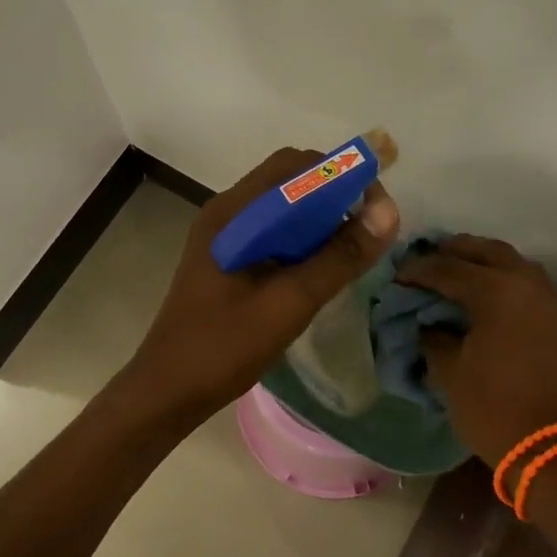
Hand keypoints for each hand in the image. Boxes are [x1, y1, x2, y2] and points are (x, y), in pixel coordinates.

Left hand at [126, 148, 400, 421]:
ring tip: (351, 249)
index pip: (294, 165)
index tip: (377, 205)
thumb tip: (388, 212)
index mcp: (233, 213)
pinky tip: (320, 267)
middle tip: (367, 230)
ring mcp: (224, 236)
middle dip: (334, 196)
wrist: (168, 390)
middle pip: (289, 182)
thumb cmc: (224, 347)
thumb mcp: (289, 303)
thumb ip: (338, 257)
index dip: (341, 174)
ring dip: (319, 219)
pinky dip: (303, 238)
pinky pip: (273, 232)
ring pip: (282, 208)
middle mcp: (227, 213)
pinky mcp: (227, 258)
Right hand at [396, 235, 556, 464]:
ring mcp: (546, 298)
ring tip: (451, 273)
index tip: (396, 277)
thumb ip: (433, 335)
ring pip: (509, 261)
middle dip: (451, 252)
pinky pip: (524, 281)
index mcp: (496, 290)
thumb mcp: (449, 371)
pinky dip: (500, 278)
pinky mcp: (556, 317)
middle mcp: (525, 282)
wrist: (549, 448)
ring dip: (479, 261)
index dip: (418, 270)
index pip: (447, 268)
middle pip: (484, 250)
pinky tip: (479, 294)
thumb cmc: (492, 407)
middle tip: (424, 264)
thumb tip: (426, 321)